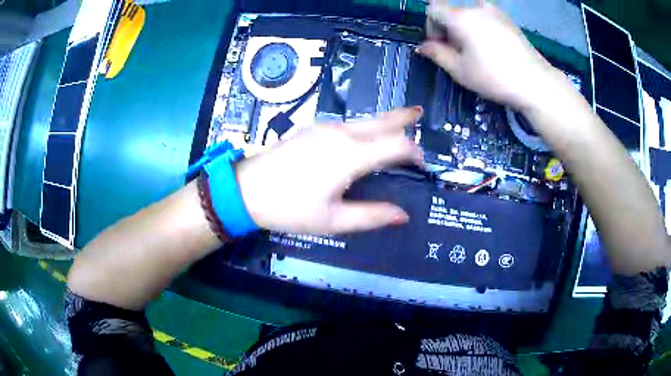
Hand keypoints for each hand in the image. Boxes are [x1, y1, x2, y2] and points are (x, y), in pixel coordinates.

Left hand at [235, 107, 423, 234]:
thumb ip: (371, 216)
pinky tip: (366, 134)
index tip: (422, 162)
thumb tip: (403, 216)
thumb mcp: (333, 220)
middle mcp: (341, 134)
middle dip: (403, 117)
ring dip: (385, 121)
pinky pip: (349, 123)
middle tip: (420, 113)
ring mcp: (325, 128)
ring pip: (364, 120)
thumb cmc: (290, 208)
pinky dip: (366, 126)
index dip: (413, 152)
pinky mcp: (312, 129)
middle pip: (381, 121)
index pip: (395, 145)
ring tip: (400, 124)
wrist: (246, 189)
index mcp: (350, 155)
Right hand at [418, 0, 572, 112]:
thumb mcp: (459, 70)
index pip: (433, 10)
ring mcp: (495, 12)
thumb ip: (437, 54)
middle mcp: (476, 7)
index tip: (441, 46)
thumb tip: (423, 47)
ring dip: (465, 29)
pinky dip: (481, 28)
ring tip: (477, 51)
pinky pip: (485, 17)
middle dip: (449, 29)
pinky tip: (492, 48)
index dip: (431, 27)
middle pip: (452, 12)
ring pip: (469, 15)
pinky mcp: (508, 20)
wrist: (535, 82)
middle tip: (459, 53)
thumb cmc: (494, 77)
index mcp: (461, 17)